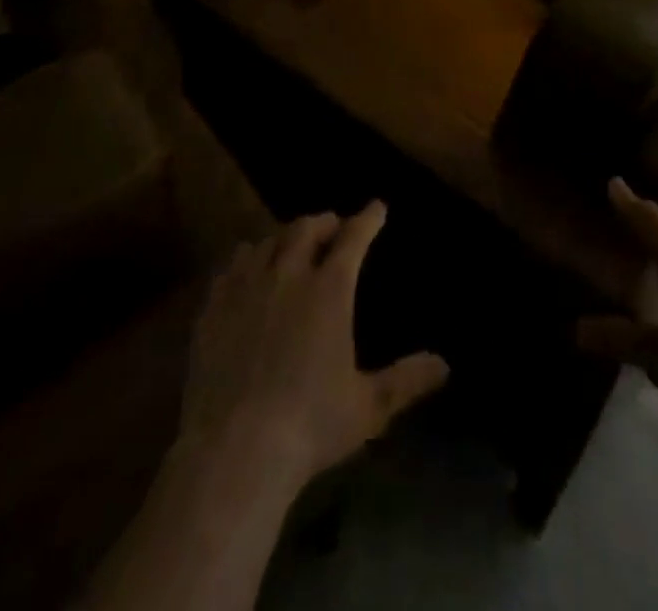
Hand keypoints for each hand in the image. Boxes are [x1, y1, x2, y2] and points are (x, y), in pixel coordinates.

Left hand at [179, 202, 448, 491]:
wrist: (233, 451)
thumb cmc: (309, 425)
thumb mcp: (368, 407)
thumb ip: (406, 380)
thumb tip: (444, 364)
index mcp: (329, 290)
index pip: (353, 237)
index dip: (367, 219)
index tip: (377, 207)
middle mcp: (288, 275)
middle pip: (306, 228)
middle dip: (324, 221)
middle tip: (334, 226)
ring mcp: (246, 288)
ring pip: (266, 241)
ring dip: (284, 236)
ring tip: (291, 244)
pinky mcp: (213, 308)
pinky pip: (231, 267)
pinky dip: (246, 258)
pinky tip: (247, 269)